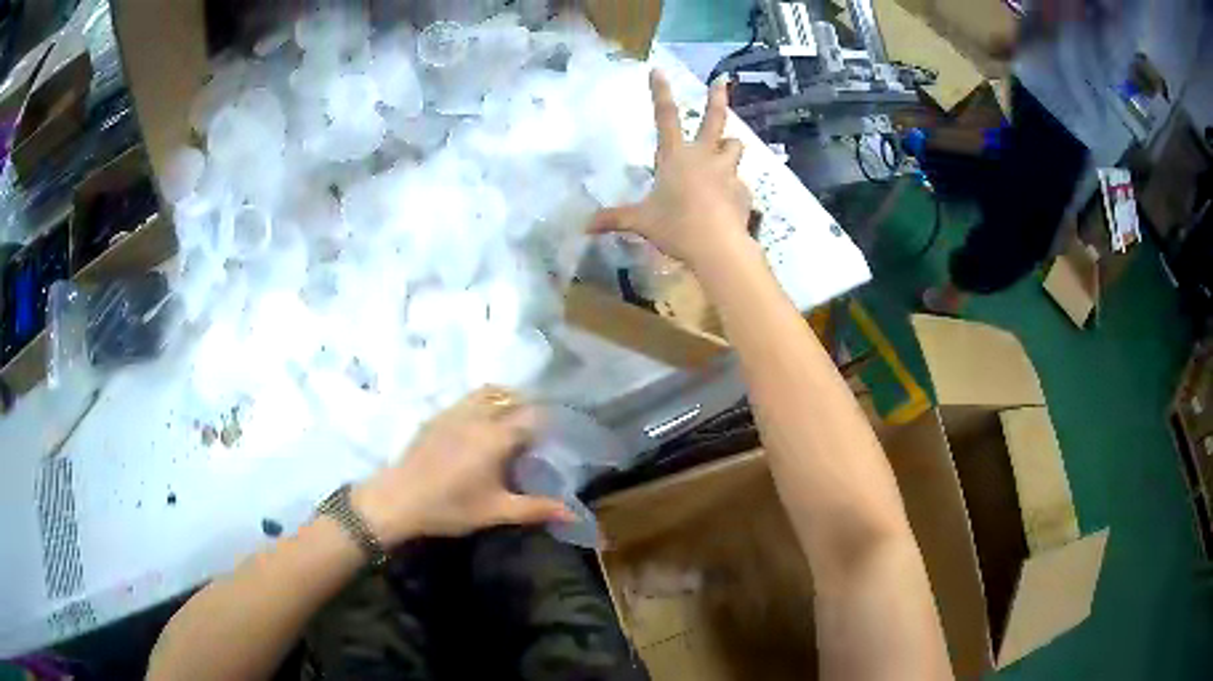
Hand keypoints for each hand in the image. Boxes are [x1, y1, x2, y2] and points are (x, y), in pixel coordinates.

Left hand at [351, 387, 574, 545]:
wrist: (398, 499)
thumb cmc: (450, 507)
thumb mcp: (496, 511)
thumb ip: (536, 508)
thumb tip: (573, 513)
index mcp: (496, 437)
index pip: (531, 417)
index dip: (546, 424)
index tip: (555, 437)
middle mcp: (478, 416)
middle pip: (511, 397)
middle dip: (528, 407)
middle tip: (537, 429)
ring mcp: (455, 412)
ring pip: (488, 392)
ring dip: (505, 398)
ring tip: (511, 419)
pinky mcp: (437, 416)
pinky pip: (467, 398)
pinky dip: (483, 401)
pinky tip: (480, 423)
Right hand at [590, 71, 753, 273]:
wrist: (718, 247)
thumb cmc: (675, 226)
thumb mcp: (641, 222)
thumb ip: (614, 219)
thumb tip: (584, 227)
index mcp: (675, 156)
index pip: (665, 116)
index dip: (660, 91)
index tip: (658, 70)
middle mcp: (704, 156)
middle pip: (714, 119)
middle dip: (717, 98)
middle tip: (722, 80)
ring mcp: (727, 171)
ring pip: (735, 145)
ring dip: (729, 145)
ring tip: (726, 149)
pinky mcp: (744, 191)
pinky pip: (740, 182)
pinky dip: (734, 187)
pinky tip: (728, 201)